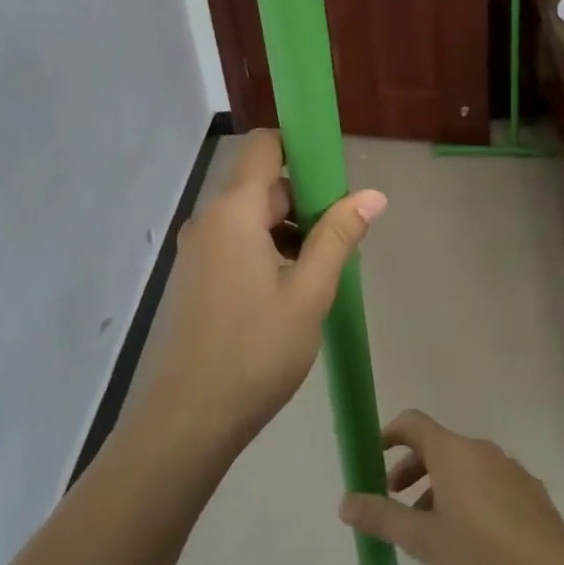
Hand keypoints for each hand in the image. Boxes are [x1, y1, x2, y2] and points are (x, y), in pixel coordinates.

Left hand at [147, 130, 385, 449]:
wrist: (190, 417)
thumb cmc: (256, 351)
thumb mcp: (310, 292)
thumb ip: (339, 236)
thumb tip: (373, 194)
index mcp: (234, 212)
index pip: (265, 146)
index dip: (302, 149)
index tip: (338, 178)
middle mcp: (210, 220)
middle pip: (263, 185)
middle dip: (307, 200)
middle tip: (343, 240)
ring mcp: (199, 250)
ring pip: (253, 217)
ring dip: (290, 230)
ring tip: (323, 272)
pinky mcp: (197, 276)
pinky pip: (238, 243)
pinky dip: (269, 250)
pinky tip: (293, 289)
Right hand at [338, 410, 563, 564]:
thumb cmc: (480, 554)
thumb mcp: (422, 541)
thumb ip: (381, 518)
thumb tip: (345, 502)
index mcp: (452, 452)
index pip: (412, 423)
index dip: (388, 435)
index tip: (372, 459)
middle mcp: (481, 450)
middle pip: (437, 446)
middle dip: (411, 470)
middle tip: (396, 504)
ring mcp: (510, 468)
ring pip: (464, 467)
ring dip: (440, 487)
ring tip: (432, 530)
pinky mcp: (530, 491)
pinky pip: (489, 482)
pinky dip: (470, 497)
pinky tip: (472, 539)